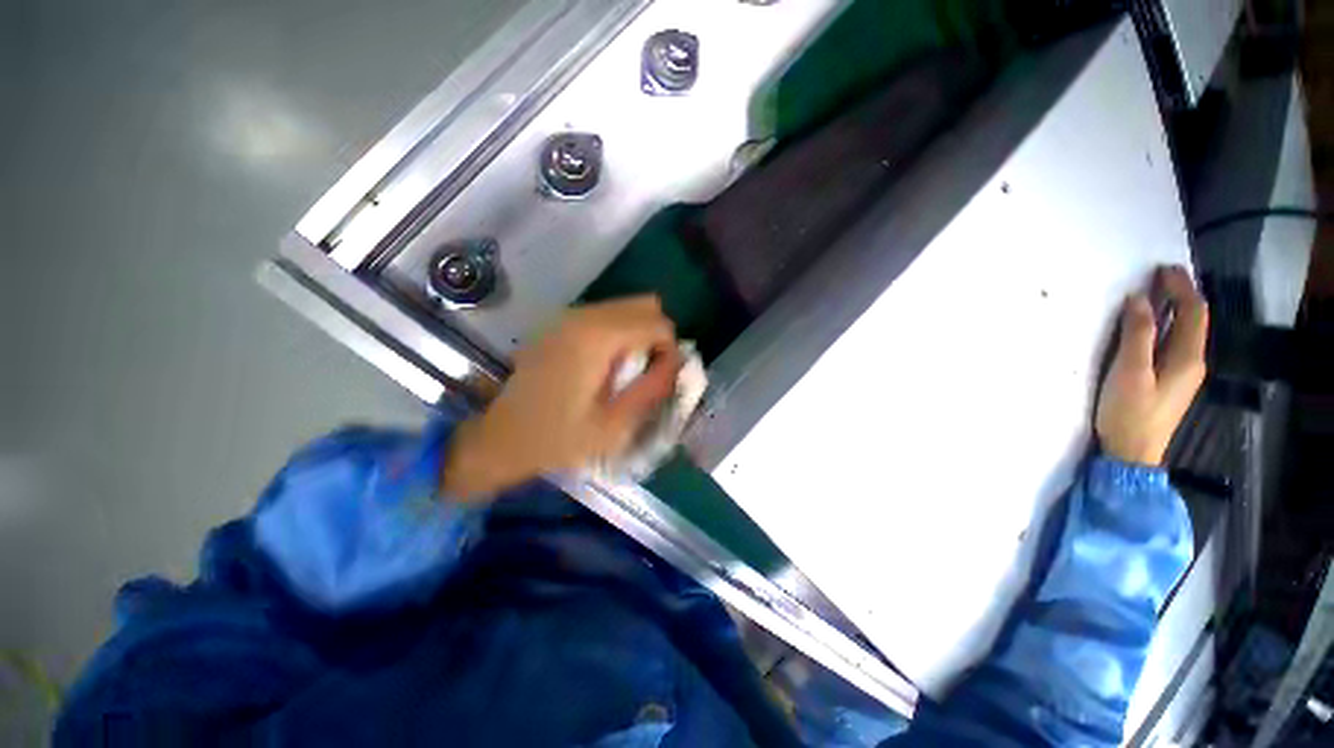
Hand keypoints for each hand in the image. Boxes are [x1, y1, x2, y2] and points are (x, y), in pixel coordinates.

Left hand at [441, 296, 681, 500]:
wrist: (499, 440)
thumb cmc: (557, 439)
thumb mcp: (614, 426)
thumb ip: (652, 389)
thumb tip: (678, 363)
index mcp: (596, 338)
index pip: (657, 322)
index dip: (670, 350)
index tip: (662, 380)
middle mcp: (583, 316)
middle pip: (645, 305)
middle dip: (658, 337)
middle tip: (649, 373)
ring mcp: (569, 317)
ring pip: (627, 308)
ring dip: (640, 335)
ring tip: (629, 373)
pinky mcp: (561, 325)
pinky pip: (607, 316)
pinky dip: (621, 334)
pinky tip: (608, 367)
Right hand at [1096, 265, 1208, 465]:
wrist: (1132, 452)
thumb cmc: (1130, 412)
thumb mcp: (1130, 373)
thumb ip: (1137, 336)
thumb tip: (1139, 300)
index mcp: (1187, 358)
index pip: (1193, 312)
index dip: (1182, 287)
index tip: (1163, 269)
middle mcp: (1191, 362)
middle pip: (1193, 320)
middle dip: (1180, 294)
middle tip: (1159, 275)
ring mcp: (1181, 374)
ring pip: (1184, 332)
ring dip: (1174, 309)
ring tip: (1155, 293)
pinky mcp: (1168, 381)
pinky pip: (1173, 344)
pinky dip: (1166, 326)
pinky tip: (1152, 325)